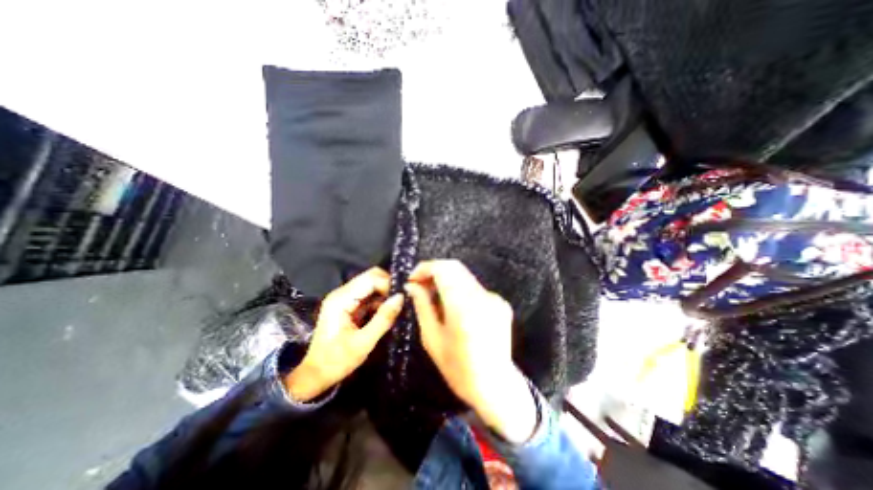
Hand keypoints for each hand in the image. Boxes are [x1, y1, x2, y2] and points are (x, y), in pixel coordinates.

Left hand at [287, 267, 405, 402]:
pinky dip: (380, 300)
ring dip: (385, 293)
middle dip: (388, 286)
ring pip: (371, 285)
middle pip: (370, 277)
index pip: (371, 279)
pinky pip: (368, 295)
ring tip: (398, 306)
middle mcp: (342, 293)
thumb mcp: (363, 342)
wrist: (316, 374)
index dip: (388, 284)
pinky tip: (388, 311)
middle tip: (402, 300)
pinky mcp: (348, 305)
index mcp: (341, 299)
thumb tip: (400, 297)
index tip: (403, 297)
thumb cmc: (337, 361)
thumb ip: (383, 318)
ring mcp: (344, 298)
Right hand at [403, 261, 540, 442]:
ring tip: (434, 296)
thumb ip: (422, 306)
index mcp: (463, 306)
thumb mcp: (432, 339)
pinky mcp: (500, 302)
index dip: (425, 268)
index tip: (412, 278)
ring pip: (464, 276)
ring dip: (446, 280)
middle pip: (455, 267)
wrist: (496, 386)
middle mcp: (482, 296)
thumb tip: (412, 285)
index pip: (444, 269)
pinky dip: (460, 289)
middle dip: (434, 271)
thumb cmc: (458, 369)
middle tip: (420, 285)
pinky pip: (474, 287)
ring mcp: (494, 298)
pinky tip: (454, 307)